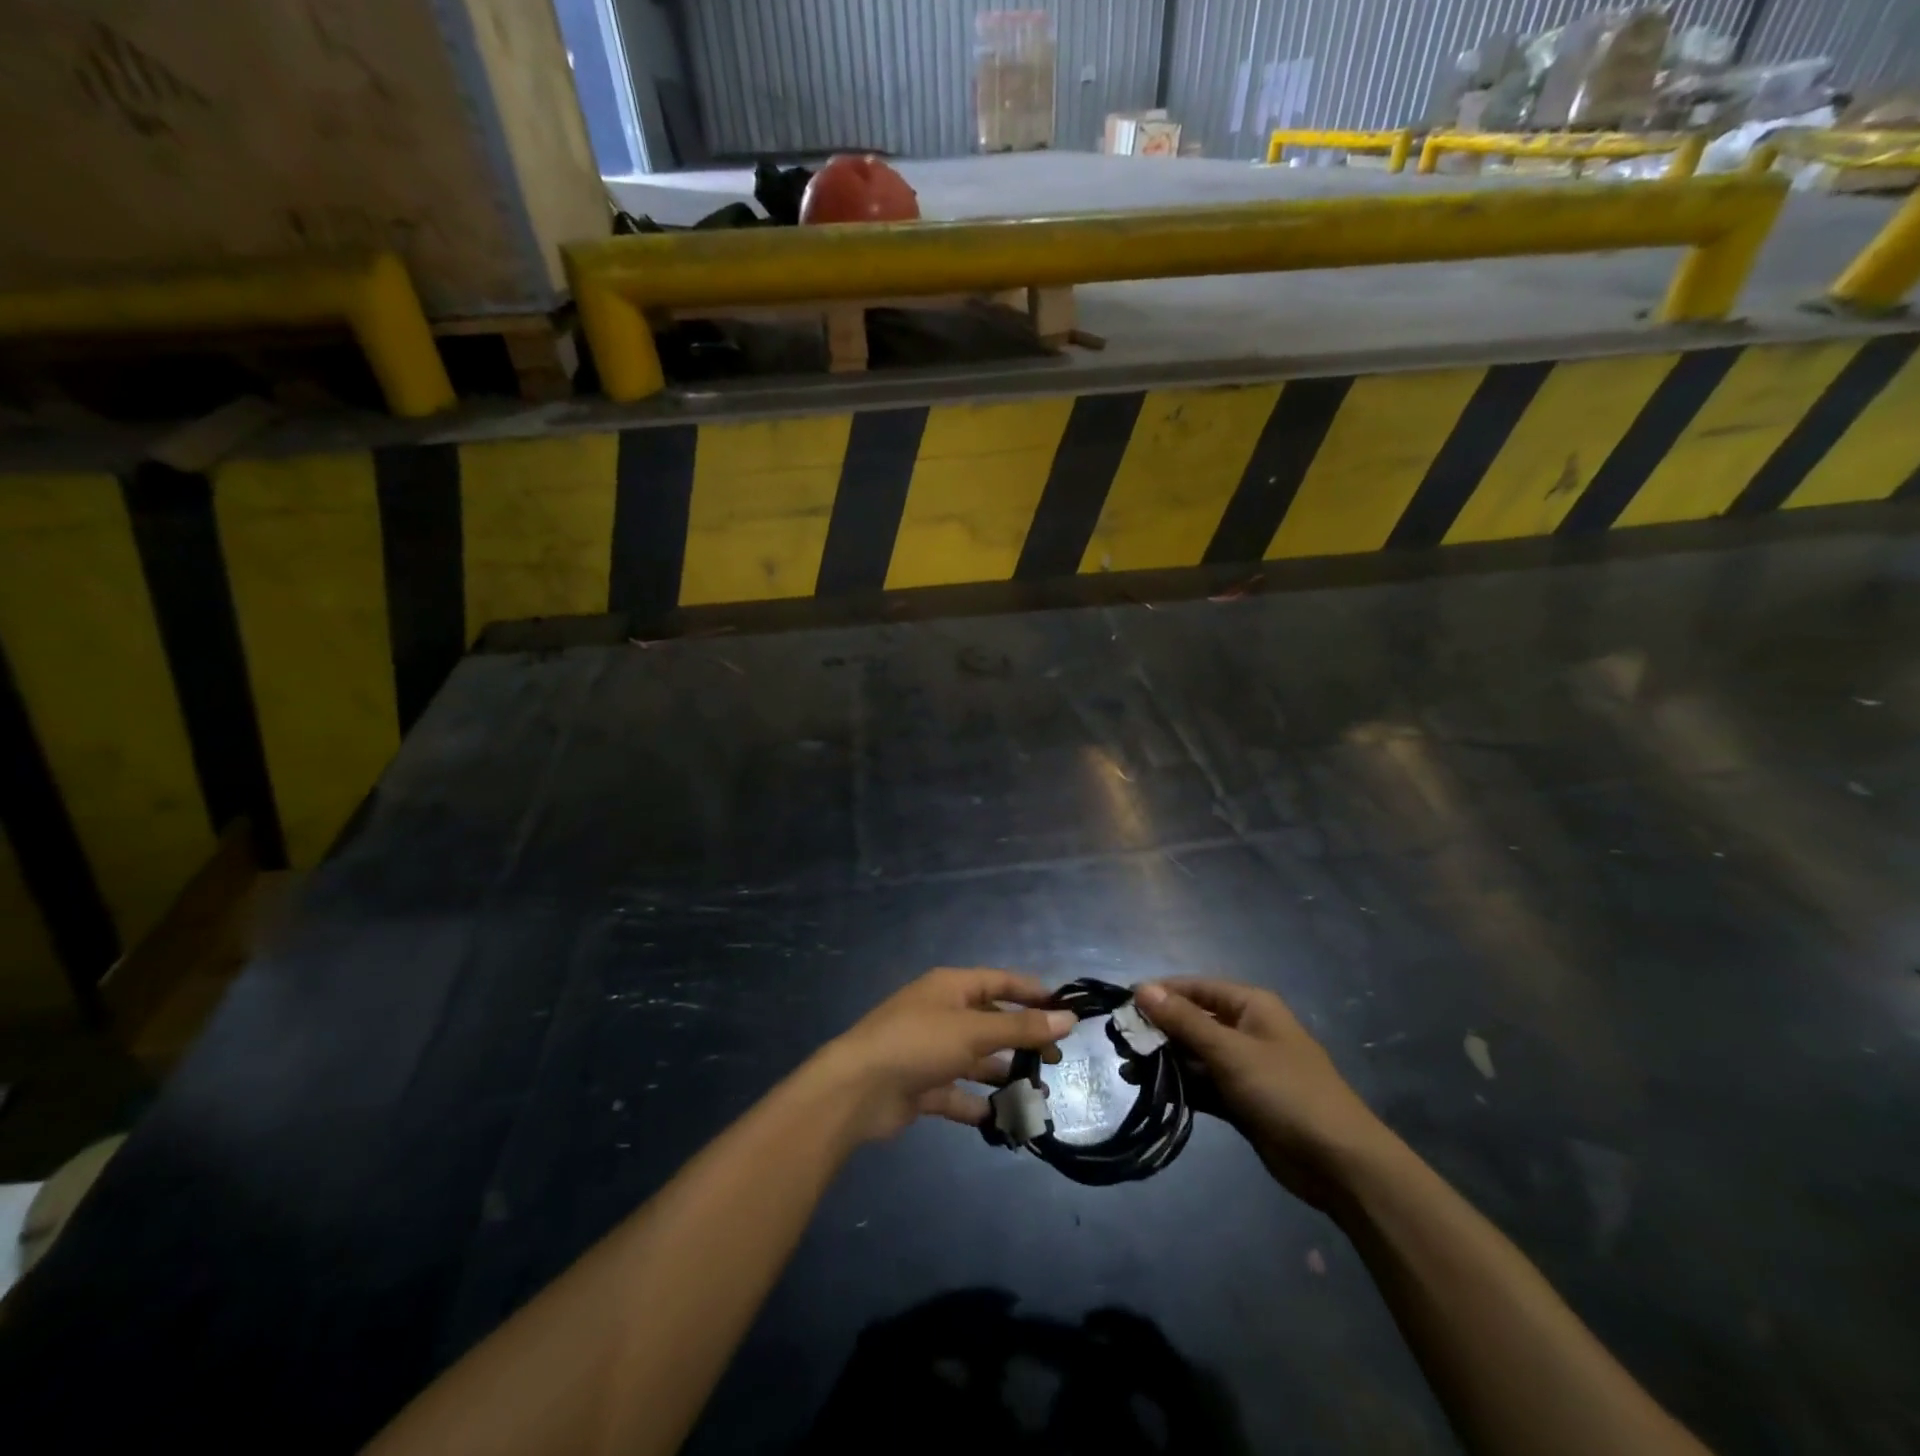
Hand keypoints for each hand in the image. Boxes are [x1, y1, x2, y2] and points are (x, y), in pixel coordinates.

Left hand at [812, 969, 1075, 1143]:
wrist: (857, 1090)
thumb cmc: (918, 1043)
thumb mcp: (974, 1031)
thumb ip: (1021, 1027)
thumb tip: (1068, 1018)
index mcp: (951, 988)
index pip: (999, 982)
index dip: (1031, 992)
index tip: (1066, 1010)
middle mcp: (942, 1014)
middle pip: (991, 1022)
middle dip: (1022, 1039)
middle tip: (1055, 1060)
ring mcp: (931, 1052)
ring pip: (977, 1060)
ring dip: (1005, 1075)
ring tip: (1038, 1094)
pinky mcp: (923, 1087)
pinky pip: (960, 1094)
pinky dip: (981, 1105)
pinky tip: (1006, 1120)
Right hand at [1135, 979, 1385, 1206]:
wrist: (1339, 1163)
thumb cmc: (1286, 1092)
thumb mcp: (1230, 1051)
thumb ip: (1184, 1021)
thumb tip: (1142, 989)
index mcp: (1250, 1006)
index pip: (1195, 987)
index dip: (1160, 993)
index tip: (1122, 1004)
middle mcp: (1246, 1030)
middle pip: (1193, 1020)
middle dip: (1158, 1030)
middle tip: (1120, 1042)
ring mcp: (1244, 1067)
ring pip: (1195, 1054)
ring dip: (1165, 1060)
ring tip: (1128, 1069)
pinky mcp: (1241, 1100)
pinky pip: (1203, 1084)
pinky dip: (1180, 1086)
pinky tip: (1151, 1090)